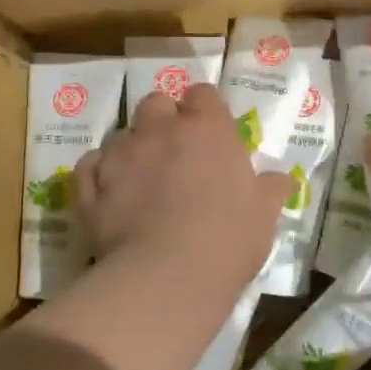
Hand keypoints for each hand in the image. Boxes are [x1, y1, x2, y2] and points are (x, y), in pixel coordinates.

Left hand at [75, 83, 291, 292]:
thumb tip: (281, 180)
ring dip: (131, 149)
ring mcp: (120, 155)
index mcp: (207, 128)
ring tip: (140, 181)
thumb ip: (270, 189)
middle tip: (174, 152)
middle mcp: (160, 130)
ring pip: (119, 135)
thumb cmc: (228, 238)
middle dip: (162, 120)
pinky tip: (109, 195)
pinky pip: (89, 166)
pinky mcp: (90, 186)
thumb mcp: (264, 215)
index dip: (206, 110)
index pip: (204, 94)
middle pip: (155, 103)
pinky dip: (98, 175)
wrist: (168, 276)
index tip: (212, 133)